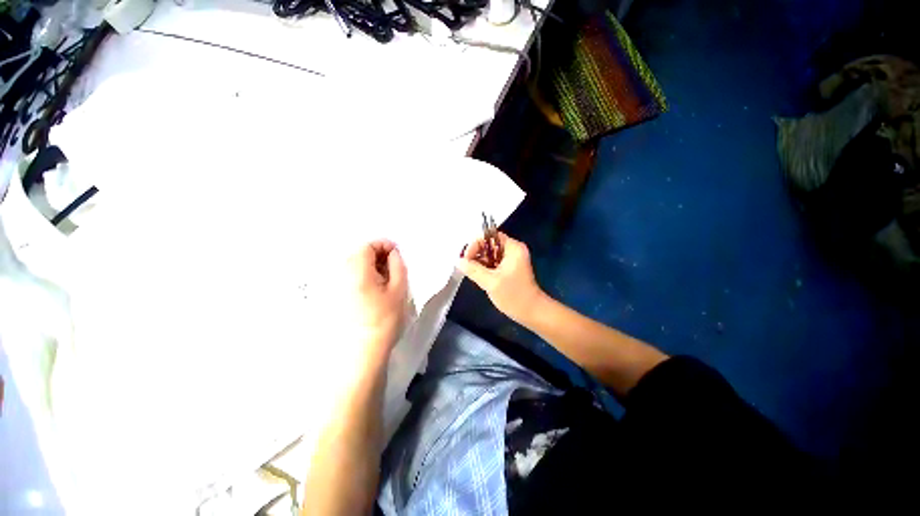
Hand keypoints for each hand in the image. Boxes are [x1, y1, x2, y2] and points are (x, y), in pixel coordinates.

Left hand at [342, 240, 408, 365]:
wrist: (363, 350)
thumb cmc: (385, 318)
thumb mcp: (398, 289)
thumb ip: (397, 265)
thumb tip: (393, 253)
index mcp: (357, 269)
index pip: (368, 245)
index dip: (384, 245)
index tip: (397, 254)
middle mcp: (341, 273)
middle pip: (359, 253)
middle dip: (378, 255)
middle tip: (393, 267)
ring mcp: (335, 285)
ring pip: (354, 265)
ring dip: (370, 265)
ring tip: (385, 278)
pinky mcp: (335, 296)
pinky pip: (349, 276)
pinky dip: (363, 275)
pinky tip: (373, 288)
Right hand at [457, 233, 544, 323]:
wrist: (531, 312)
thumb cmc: (514, 296)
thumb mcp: (491, 282)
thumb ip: (473, 269)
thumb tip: (458, 261)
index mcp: (513, 248)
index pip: (490, 236)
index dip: (476, 244)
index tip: (467, 258)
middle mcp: (513, 250)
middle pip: (489, 244)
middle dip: (477, 254)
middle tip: (468, 266)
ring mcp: (511, 260)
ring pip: (490, 254)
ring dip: (479, 262)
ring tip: (473, 273)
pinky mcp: (509, 269)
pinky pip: (493, 263)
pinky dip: (485, 268)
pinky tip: (480, 277)